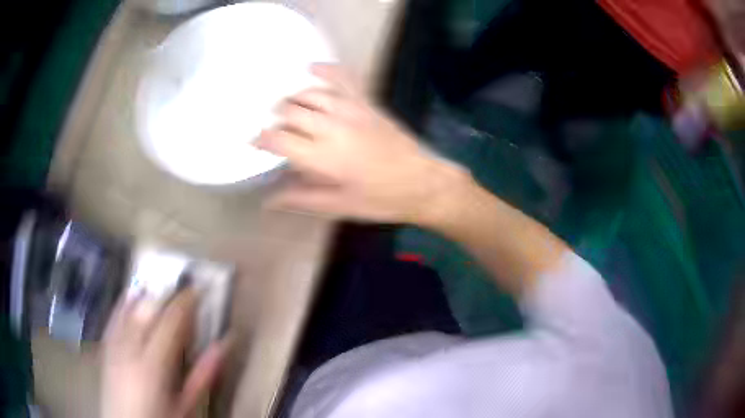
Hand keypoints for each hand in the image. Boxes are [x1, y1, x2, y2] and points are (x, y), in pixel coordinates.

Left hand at [101, 289, 230, 417]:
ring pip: (129, 309)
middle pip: (147, 310)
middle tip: (181, 290)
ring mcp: (114, 346)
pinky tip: (130, 296)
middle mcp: (130, 349)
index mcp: (153, 365)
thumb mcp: (186, 404)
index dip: (184, 302)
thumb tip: (222, 346)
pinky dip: (123, 304)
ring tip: (159, 288)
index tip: (196, 289)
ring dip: (145, 296)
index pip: (170, 321)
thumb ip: (203, 375)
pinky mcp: (105, 347)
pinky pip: (113, 318)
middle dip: (165, 296)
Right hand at [256, 64, 469, 223]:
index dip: (262, 139)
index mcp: (322, 157)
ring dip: (293, 99)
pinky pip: (342, 78)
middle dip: (275, 118)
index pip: (279, 139)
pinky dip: (325, 71)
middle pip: (290, 111)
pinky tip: (312, 68)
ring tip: (287, 108)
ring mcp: (351, 110)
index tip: (255, 142)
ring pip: (310, 93)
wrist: (422, 182)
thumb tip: (268, 200)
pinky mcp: (367, 103)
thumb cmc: (379, 199)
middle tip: (274, 128)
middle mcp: (332, 127)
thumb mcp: (337, 206)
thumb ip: (300, 199)